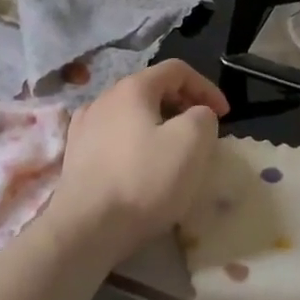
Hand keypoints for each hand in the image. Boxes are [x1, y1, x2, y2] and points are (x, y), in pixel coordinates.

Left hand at [45, 60, 228, 264]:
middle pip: (152, 90)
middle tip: (201, 133)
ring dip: (157, 125)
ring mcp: (84, 125)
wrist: (85, 228)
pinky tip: (138, 167)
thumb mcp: (192, 142)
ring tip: (172, 152)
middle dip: (182, 106)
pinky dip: (134, 143)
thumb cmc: (143, 180)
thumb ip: (203, 117)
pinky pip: (113, 137)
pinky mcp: (75, 155)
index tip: (225, 115)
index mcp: (133, 87)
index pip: (177, 70)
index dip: (206, 87)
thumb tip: (196, 116)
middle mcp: (104, 97)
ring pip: (132, 114)